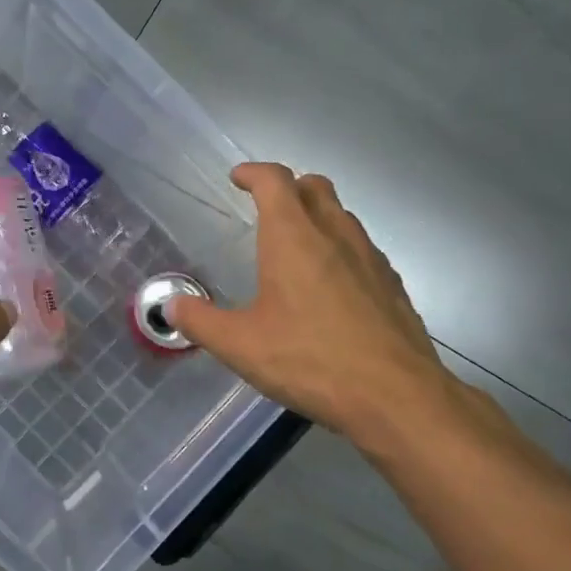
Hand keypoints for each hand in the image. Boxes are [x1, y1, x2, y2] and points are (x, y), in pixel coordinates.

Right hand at [164, 163, 461, 441]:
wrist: (397, 397)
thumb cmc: (311, 361)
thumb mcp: (241, 346)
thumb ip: (201, 321)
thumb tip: (173, 305)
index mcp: (294, 237)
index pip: (274, 181)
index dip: (253, 173)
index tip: (238, 178)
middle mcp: (335, 235)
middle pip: (314, 187)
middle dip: (287, 187)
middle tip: (266, 207)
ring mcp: (370, 258)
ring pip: (342, 216)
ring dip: (317, 216)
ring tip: (296, 246)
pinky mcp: (392, 285)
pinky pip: (361, 248)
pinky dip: (340, 248)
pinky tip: (331, 285)